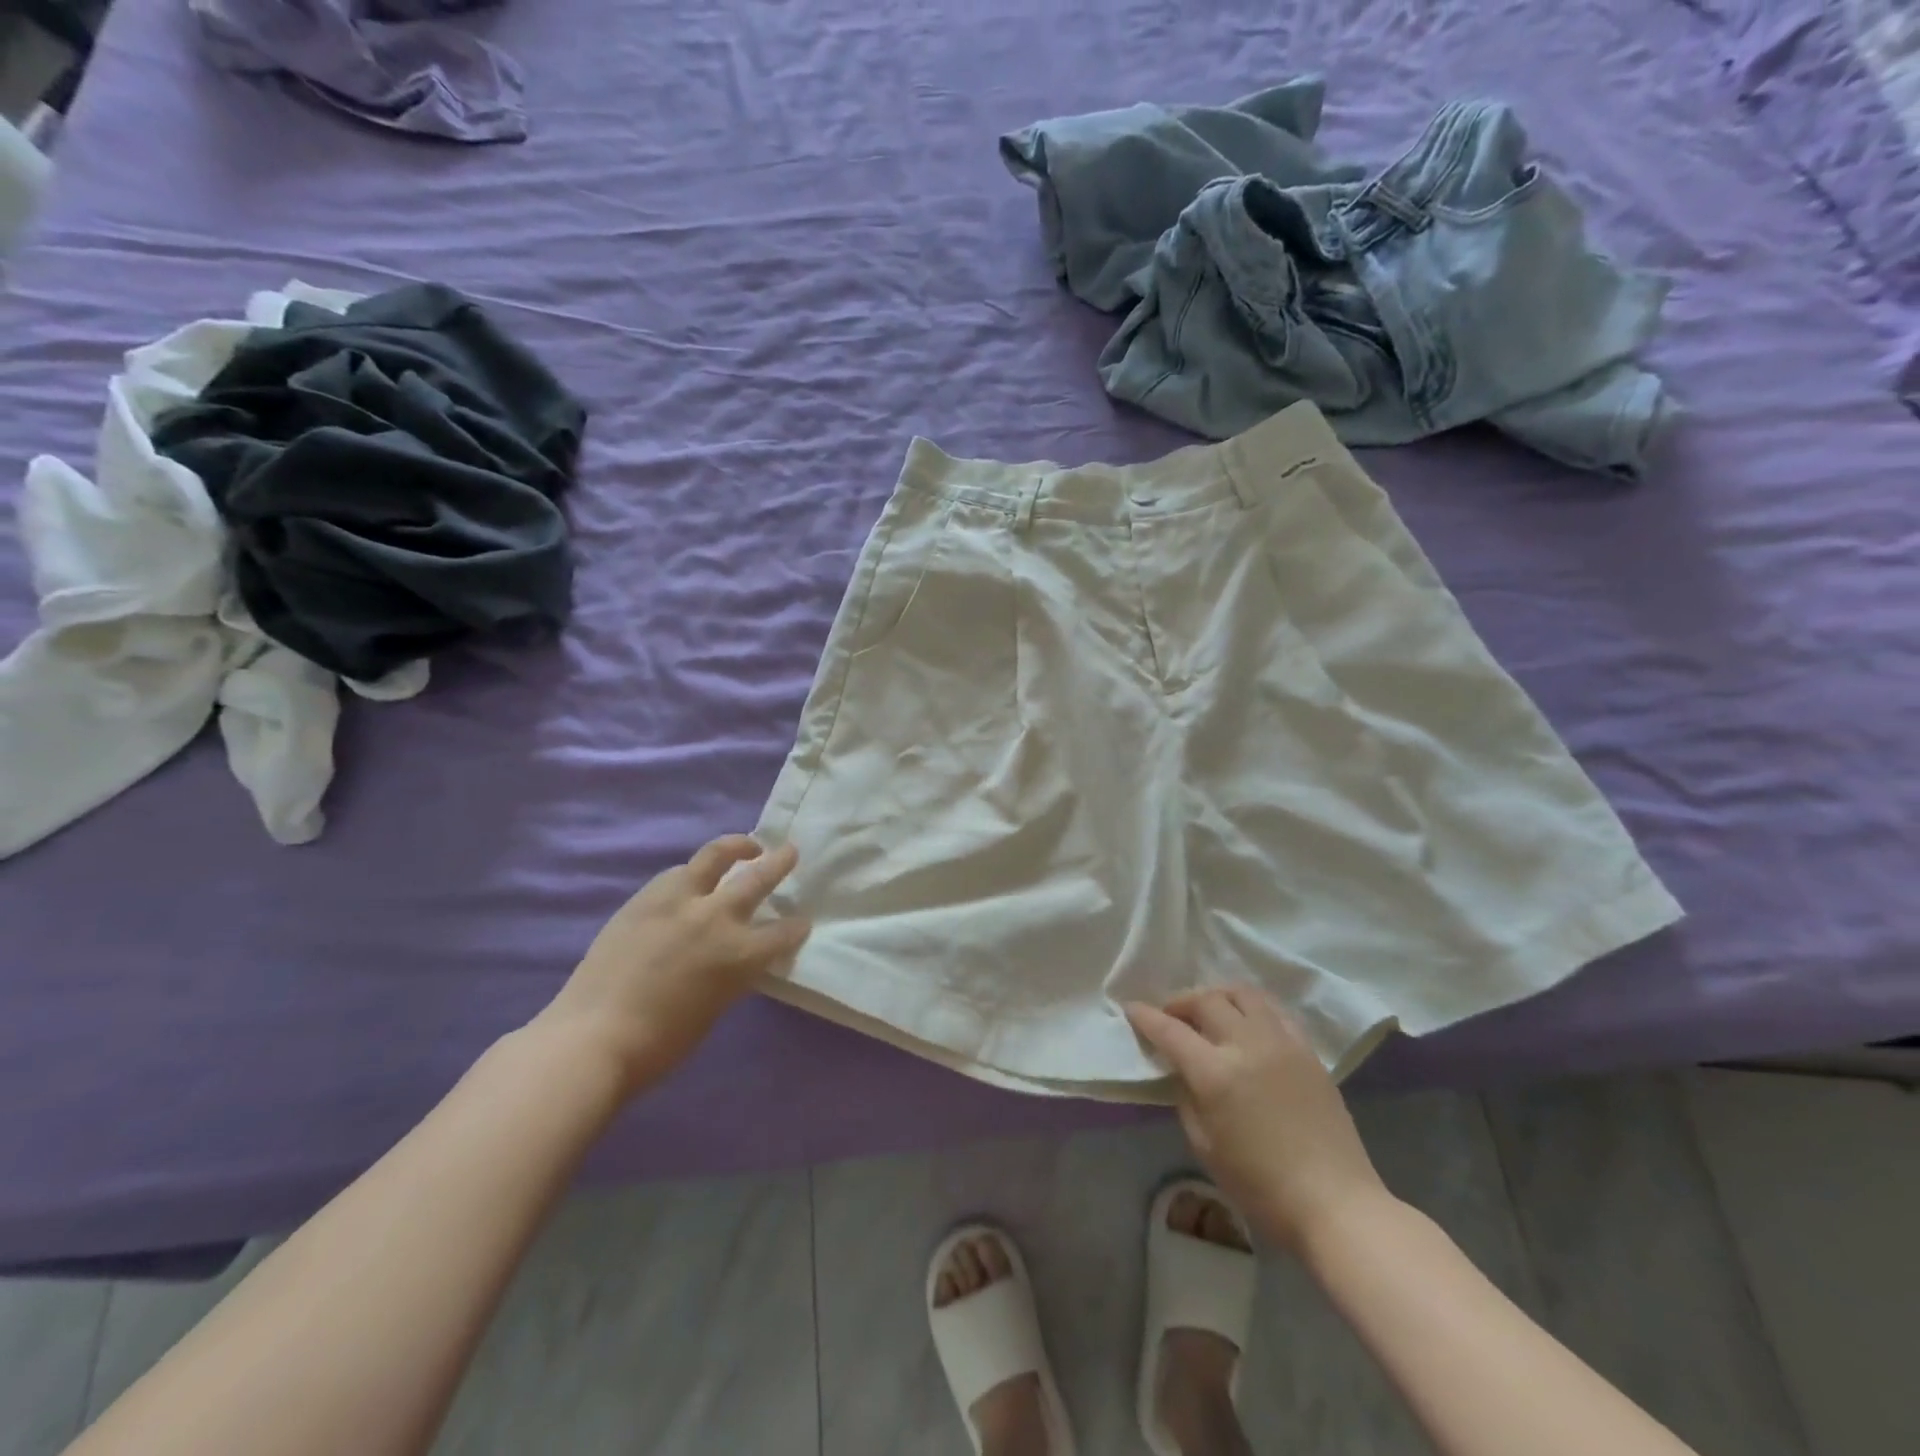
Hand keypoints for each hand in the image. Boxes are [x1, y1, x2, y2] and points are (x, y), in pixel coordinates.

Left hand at [535, 835, 809, 1094]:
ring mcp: (679, 901)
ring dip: (736, 848)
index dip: (796, 928)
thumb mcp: (716, 1006)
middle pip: (758, 878)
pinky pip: (678, 874)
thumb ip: (733, 973)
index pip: (784, 932)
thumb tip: (737, 957)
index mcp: (740, 954)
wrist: (592, 1038)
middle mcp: (716, 917)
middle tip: (789, 852)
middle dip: (779, 863)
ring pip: (715, 856)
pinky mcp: (645, 898)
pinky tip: (694, 879)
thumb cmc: (661, 1043)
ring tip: (747, 846)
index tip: (801, 922)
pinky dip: (693, 873)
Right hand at [1125, 986, 1392, 1252]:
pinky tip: (1246, 1023)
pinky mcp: (1307, 1050)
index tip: (1131, 1008)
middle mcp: (1247, 1045)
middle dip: (1179, 1002)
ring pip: (1242, 994)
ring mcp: (1281, 1043)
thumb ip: (1186, 1098)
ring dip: (1217, 995)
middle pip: (1205, 1001)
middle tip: (1170, 1015)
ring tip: (1208, 1011)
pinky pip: (1274, 1010)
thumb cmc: (1261, 1186)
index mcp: (1216, 1073)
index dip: (1146, 1016)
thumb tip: (1182, 1072)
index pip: (1170, 1030)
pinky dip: (1251, 1007)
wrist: (1335, 1203)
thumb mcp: (1205, 1146)